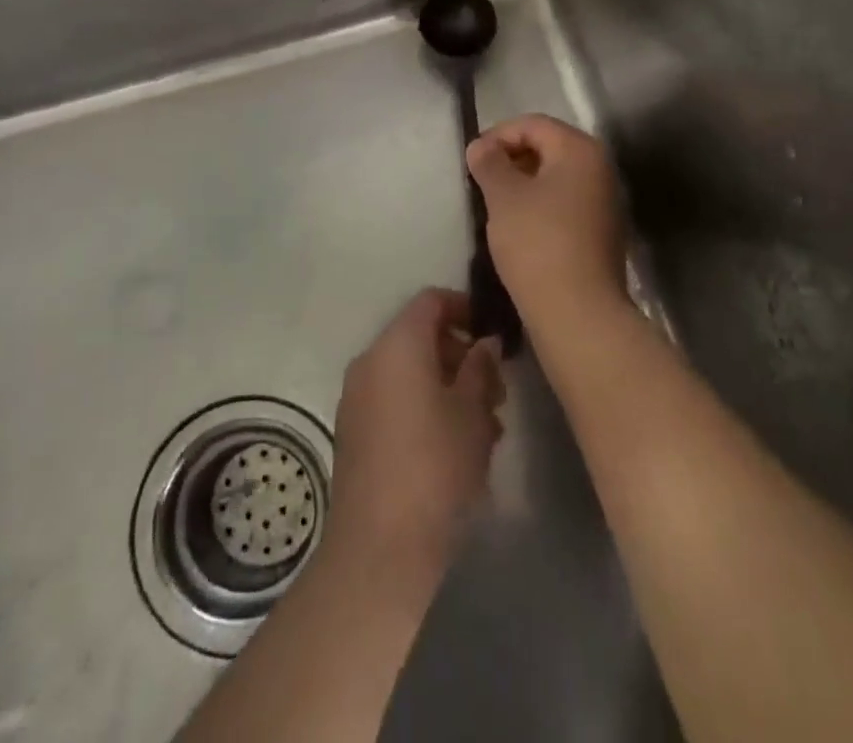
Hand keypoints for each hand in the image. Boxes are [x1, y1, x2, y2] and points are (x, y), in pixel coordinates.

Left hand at [328, 290, 505, 578]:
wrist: (380, 550)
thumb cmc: (436, 467)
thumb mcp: (473, 412)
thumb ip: (481, 368)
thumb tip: (485, 343)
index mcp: (397, 345)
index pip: (431, 301)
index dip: (465, 307)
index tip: (494, 335)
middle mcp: (370, 362)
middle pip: (419, 337)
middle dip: (461, 355)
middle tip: (497, 390)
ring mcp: (356, 399)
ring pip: (409, 373)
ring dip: (447, 386)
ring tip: (486, 426)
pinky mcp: (354, 434)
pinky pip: (394, 401)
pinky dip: (425, 407)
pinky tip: (456, 447)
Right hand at [467, 115, 626, 319]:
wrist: (579, 313)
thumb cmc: (538, 243)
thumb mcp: (504, 196)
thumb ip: (489, 163)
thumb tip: (481, 146)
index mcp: (580, 150)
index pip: (533, 124)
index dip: (498, 135)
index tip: (472, 159)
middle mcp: (600, 168)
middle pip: (548, 146)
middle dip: (511, 158)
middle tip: (481, 180)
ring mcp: (605, 200)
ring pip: (555, 176)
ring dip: (524, 183)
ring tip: (495, 204)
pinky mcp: (601, 231)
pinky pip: (565, 202)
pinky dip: (540, 204)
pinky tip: (518, 227)